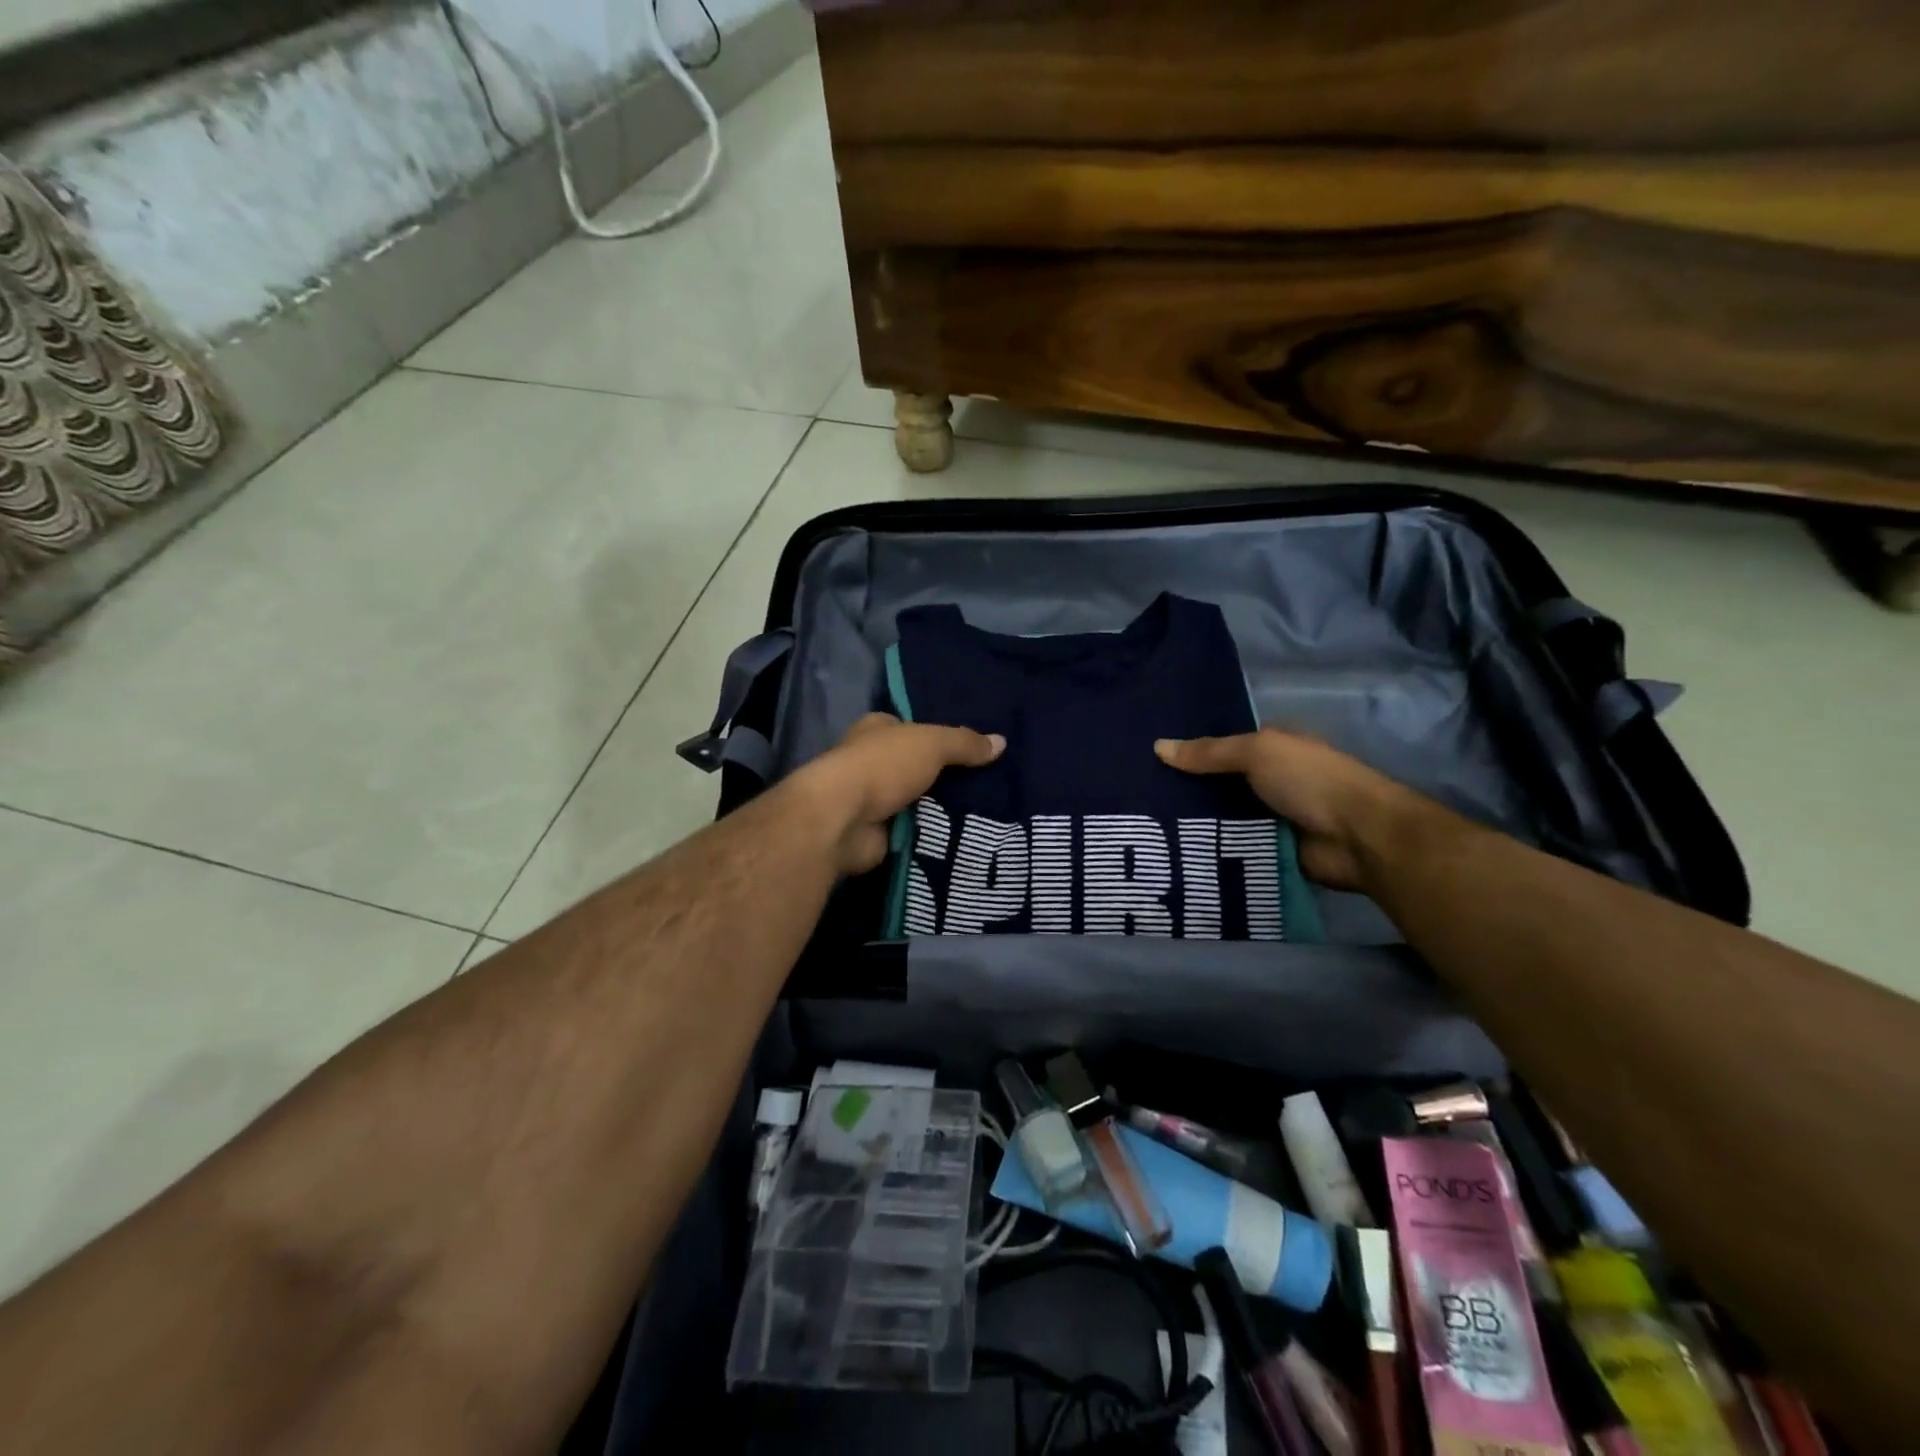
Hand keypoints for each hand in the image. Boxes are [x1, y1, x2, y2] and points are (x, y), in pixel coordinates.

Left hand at [796, 713, 1004, 874]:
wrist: (842, 820)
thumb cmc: (883, 766)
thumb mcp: (931, 744)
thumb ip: (964, 742)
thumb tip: (1001, 742)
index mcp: (877, 730)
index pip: (913, 729)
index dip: (941, 737)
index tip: (975, 750)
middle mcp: (872, 761)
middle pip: (918, 766)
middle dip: (947, 776)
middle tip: (992, 784)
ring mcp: (873, 799)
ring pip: (919, 800)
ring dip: (942, 808)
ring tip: (988, 813)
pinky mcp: (878, 832)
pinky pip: (915, 830)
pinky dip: (933, 833)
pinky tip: (966, 836)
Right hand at [1155, 729, 1419, 890]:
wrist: (1358, 838)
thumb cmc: (1310, 780)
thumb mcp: (1257, 752)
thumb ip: (1208, 752)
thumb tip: (1157, 747)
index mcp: (1274, 747)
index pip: (1224, 745)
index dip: (1191, 749)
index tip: (1149, 757)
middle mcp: (1271, 779)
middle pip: (1220, 782)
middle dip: (1186, 788)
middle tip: (1139, 794)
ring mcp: (1271, 816)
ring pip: (1222, 816)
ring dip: (1195, 821)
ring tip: (1146, 825)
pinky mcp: (1270, 850)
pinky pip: (1232, 846)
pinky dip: (1210, 848)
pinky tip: (1173, 850)